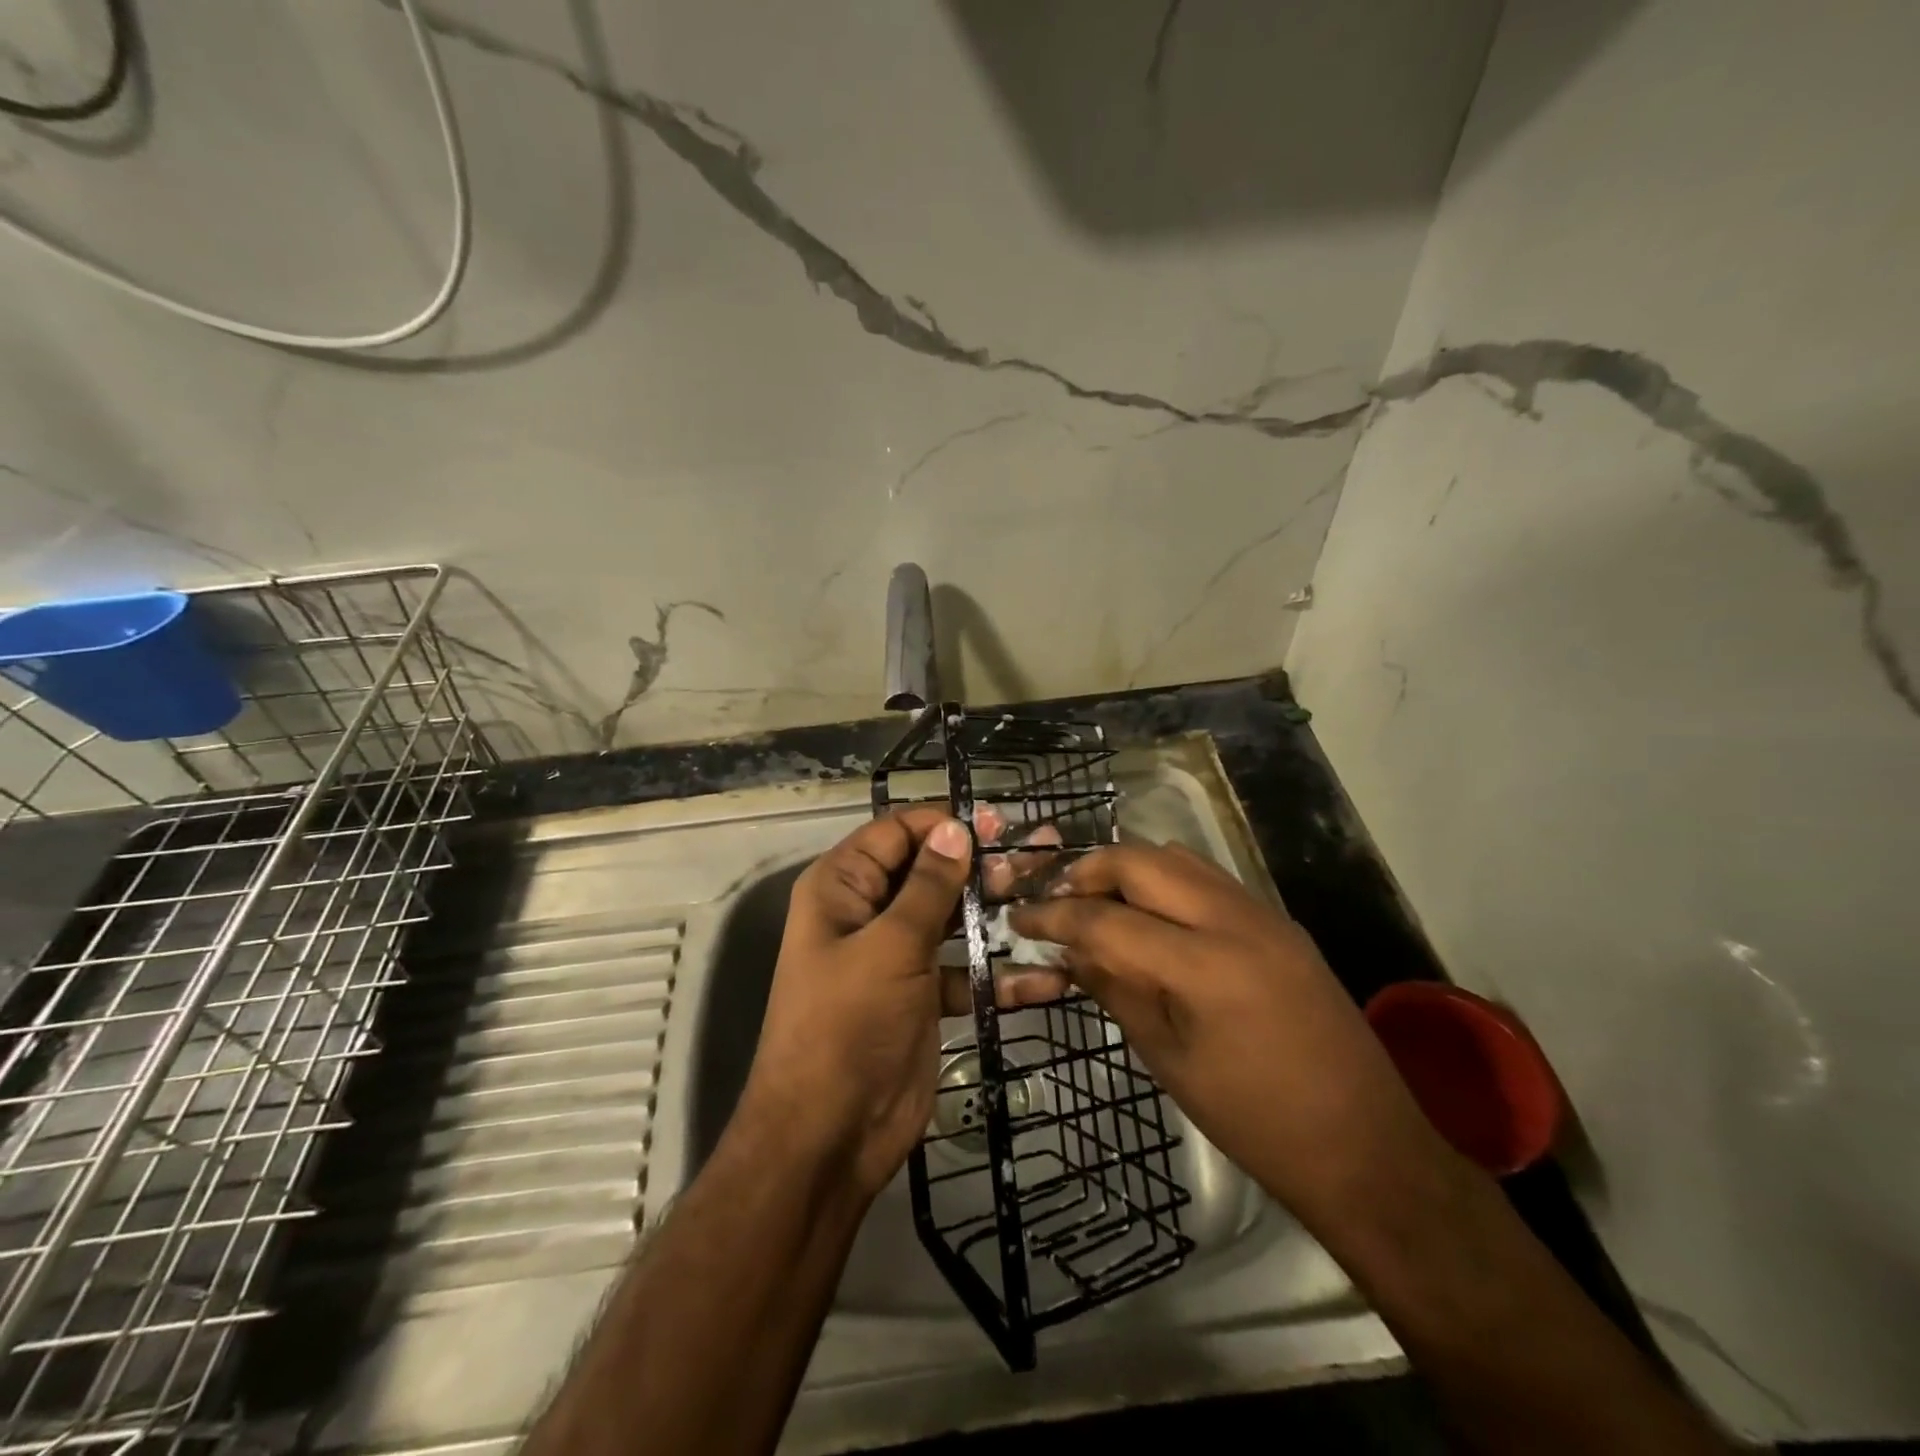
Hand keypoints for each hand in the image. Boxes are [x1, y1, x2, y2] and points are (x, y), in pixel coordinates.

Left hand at [736, 810, 1070, 1197]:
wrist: (830, 1135)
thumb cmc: (847, 1025)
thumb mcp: (889, 946)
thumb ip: (927, 886)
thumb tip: (956, 828)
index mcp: (842, 888)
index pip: (896, 833)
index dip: (943, 824)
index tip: (997, 824)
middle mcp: (868, 913)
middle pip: (930, 873)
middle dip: (981, 866)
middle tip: (1038, 857)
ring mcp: (897, 956)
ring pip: (952, 919)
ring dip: (997, 914)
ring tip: (1051, 899)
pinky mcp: (923, 997)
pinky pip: (965, 972)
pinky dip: (1000, 975)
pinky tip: (1049, 977)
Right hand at [1011, 841, 1453, 1231]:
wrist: (1366, 1146)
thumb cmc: (1256, 1121)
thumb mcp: (1170, 1061)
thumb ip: (1117, 990)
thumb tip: (1071, 951)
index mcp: (1203, 966)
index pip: (1106, 919)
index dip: (1054, 916)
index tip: (1019, 918)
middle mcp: (1234, 920)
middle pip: (1142, 860)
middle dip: (1090, 871)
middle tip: (1059, 901)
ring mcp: (1264, 914)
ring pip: (1178, 858)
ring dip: (1130, 871)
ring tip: (1101, 905)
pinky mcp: (1280, 922)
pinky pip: (1209, 879)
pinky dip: (1168, 883)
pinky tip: (1153, 919)